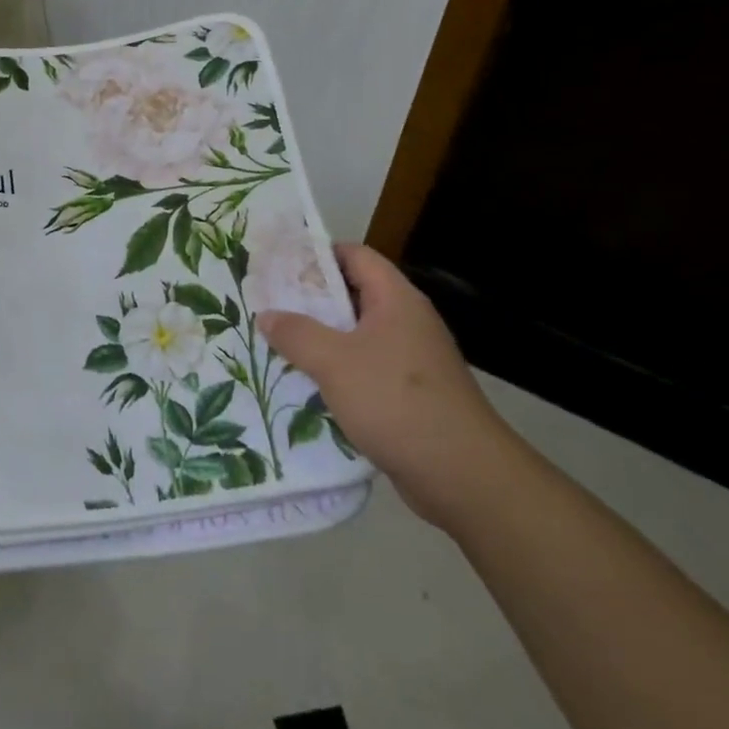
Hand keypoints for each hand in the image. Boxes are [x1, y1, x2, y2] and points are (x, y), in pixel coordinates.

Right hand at [260, 245, 520, 531]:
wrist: (462, 474)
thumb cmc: (396, 400)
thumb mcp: (334, 361)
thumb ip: (296, 334)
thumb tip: (266, 315)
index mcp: (396, 300)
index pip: (355, 256)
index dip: (317, 254)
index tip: (278, 263)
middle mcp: (407, 322)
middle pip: (354, 294)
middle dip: (310, 299)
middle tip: (268, 303)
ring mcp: (412, 359)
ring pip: (357, 335)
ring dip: (321, 338)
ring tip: (277, 342)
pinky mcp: (411, 394)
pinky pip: (365, 368)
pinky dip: (337, 370)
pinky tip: (307, 384)